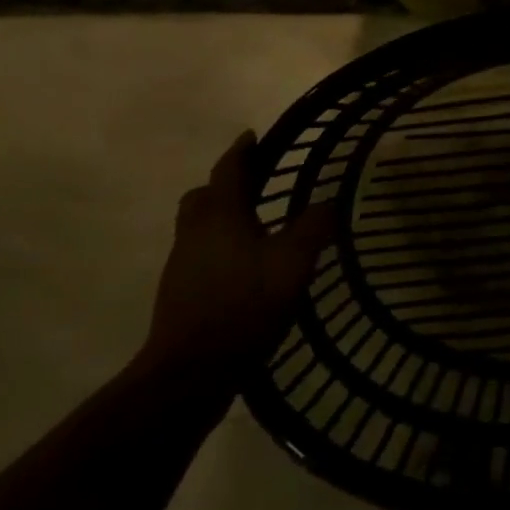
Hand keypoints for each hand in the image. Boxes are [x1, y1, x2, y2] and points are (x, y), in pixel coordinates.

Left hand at [140, 131, 337, 381]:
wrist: (190, 373)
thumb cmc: (243, 304)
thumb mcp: (293, 262)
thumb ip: (314, 227)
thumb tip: (330, 202)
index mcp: (220, 215)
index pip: (228, 169)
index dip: (242, 151)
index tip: (252, 136)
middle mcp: (195, 233)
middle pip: (203, 197)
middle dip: (225, 185)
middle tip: (254, 183)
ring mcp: (182, 266)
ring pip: (198, 228)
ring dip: (222, 218)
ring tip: (257, 225)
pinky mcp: (180, 296)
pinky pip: (200, 256)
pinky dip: (220, 249)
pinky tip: (245, 267)